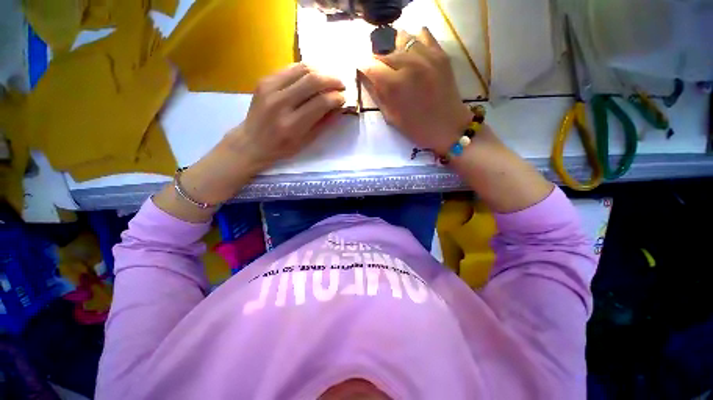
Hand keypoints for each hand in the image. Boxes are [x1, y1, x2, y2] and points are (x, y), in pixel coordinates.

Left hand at [229, 63, 346, 169]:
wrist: (252, 141)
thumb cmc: (282, 148)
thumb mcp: (306, 141)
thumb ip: (323, 123)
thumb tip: (338, 106)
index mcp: (293, 125)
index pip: (321, 103)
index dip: (336, 98)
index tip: (344, 98)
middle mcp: (281, 103)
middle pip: (312, 81)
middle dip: (332, 80)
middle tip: (341, 84)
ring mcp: (270, 88)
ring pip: (302, 69)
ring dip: (320, 71)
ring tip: (329, 79)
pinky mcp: (264, 80)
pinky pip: (290, 68)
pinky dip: (305, 70)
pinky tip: (312, 77)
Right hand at [361, 28, 471, 154]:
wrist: (447, 127)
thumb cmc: (416, 128)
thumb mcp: (390, 117)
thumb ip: (377, 94)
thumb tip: (364, 77)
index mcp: (394, 85)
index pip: (369, 65)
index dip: (363, 68)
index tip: (364, 72)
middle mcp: (409, 65)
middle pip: (383, 51)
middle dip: (378, 61)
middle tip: (381, 72)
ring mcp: (427, 56)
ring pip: (401, 38)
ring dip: (394, 50)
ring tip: (397, 63)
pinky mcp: (440, 54)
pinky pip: (422, 34)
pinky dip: (413, 41)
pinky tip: (412, 54)